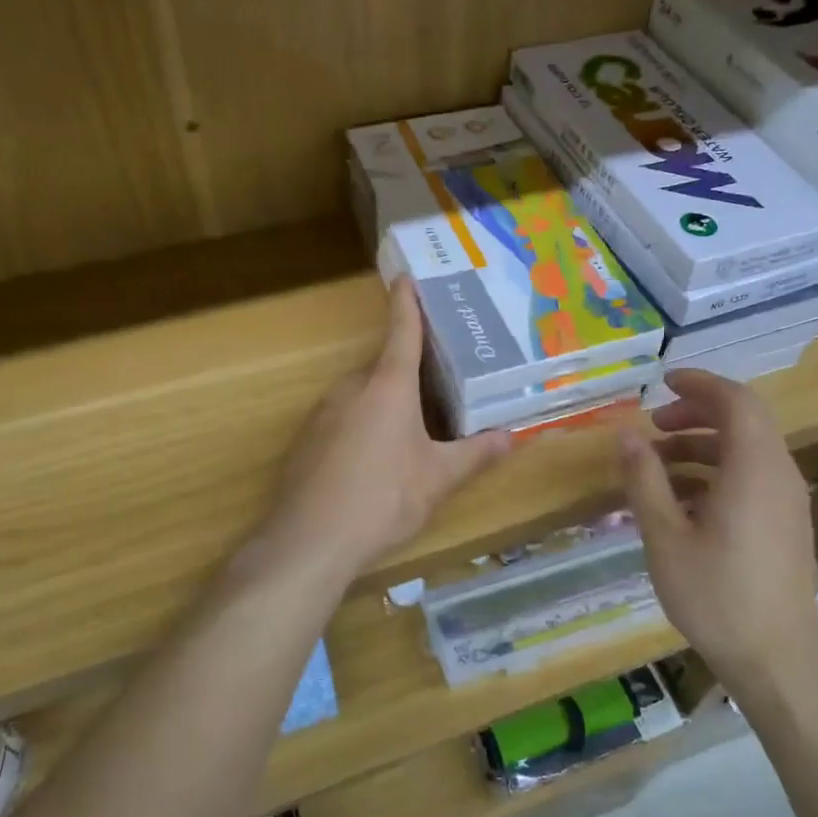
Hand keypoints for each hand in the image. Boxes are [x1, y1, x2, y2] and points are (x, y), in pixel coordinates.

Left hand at [258, 278, 510, 580]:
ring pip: (362, 394)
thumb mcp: (438, 478)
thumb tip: (511, 437)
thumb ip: (475, 454)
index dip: (407, 302)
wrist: (310, 539)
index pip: (402, 330)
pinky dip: (361, 425)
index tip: (406, 277)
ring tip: (411, 430)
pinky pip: (342, 418)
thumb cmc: (384, 498)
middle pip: (384, 366)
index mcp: (388, 385)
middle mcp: (352, 387)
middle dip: (408, 371)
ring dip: (385, 401)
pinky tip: (373, 460)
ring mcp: (323, 412)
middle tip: (438, 383)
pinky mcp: (306, 439)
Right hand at [618, 370, 817, 683]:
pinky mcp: (785, 525)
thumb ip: (644, 479)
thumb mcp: (665, 536)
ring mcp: (787, 502)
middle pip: (743, 421)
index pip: (736, 400)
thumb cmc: (716, 595)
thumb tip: (625, 434)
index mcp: (754, 469)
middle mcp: (779, 475)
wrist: (776, 660)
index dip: (700, 384)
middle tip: (653, 426)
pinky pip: (751, 478)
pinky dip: (716, 473)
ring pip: (746, 451)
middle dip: (695, 414)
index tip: (663, 382)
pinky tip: (680, 501)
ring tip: (656, 466)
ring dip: (702, 446)